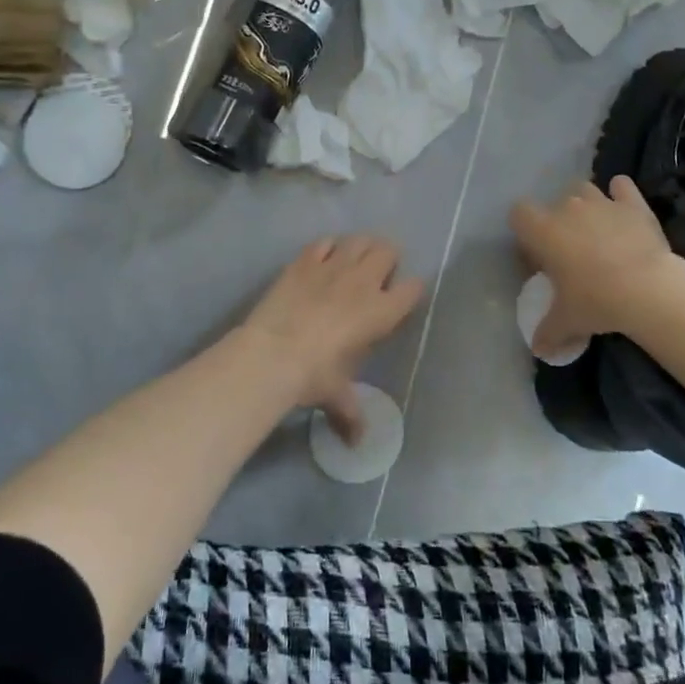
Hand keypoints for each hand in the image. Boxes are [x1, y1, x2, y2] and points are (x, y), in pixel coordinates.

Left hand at [240, 237, 423, 432]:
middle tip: (376, 277)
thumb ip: (352, 414)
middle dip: (387, 260)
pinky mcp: (304, 261)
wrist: (271, 354)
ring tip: (353, 262)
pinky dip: (328, 247)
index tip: (402, 300)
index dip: (410, 291)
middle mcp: (363, 282)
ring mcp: (333, 266)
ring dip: (360, 248)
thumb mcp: (337, 396)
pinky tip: (322, 259)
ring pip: (359, 240)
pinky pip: (324, 242)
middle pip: (388, 251)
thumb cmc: (314, 376)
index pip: (413, 288)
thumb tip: (358, 444)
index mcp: (382, 312)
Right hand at [511, 177, 673, 357]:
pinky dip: (620, 193)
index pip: (518, 214)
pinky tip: (623, 209)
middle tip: (570, 250)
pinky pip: (621, 185)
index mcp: (542, 231)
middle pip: (553, 202)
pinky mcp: (633, 204)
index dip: (525, 232)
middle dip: (558, 221)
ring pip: (584, 189)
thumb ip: (548, 332)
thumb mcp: (566, 321)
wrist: (647, 289)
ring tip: (596, 230)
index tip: (538, 256)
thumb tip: (538, 349)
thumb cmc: (595, 301)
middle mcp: (567, 208)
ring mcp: (601, 202)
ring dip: (585, 204)